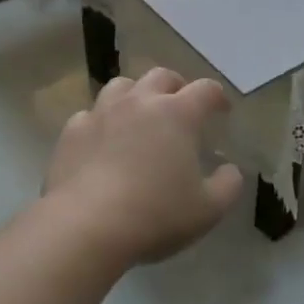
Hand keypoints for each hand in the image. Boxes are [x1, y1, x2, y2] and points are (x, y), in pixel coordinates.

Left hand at [44, 68, 244, 267]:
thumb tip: (230, 170)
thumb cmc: (155, 215)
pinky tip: (103, 140)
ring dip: (136, 95)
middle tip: (182, 105)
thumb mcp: (208, 210)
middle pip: (162, 76)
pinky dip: (102, 121)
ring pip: (122, 86)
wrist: (86, 226)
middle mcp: (140, 102)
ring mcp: (102, 113)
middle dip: (177, 86)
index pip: (206, 90)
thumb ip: (227, 185)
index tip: (222, 110)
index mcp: (178, 114)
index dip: (218, 97)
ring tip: (140, 114)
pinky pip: (90, 114)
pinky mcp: (72, 131)